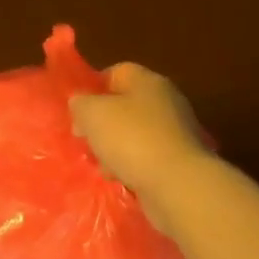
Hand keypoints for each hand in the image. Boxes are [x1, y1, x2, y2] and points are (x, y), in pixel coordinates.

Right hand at [69, 63, 209, 202]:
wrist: (178, 185)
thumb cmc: (131, 139)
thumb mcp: (91, 113)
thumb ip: (80, 103)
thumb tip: (81, 103)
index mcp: (147, 81)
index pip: (115, 72)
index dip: (93, 88)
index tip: (77, 111)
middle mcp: (166, 101)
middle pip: (124, 105)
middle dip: (102, 123)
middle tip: (85, 140)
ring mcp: (176, 132)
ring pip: (134, 134)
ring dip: (115, 148)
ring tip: (102, 165)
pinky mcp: (181, 161)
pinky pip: (148, 157)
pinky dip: (133, 166)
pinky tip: (121, 178)